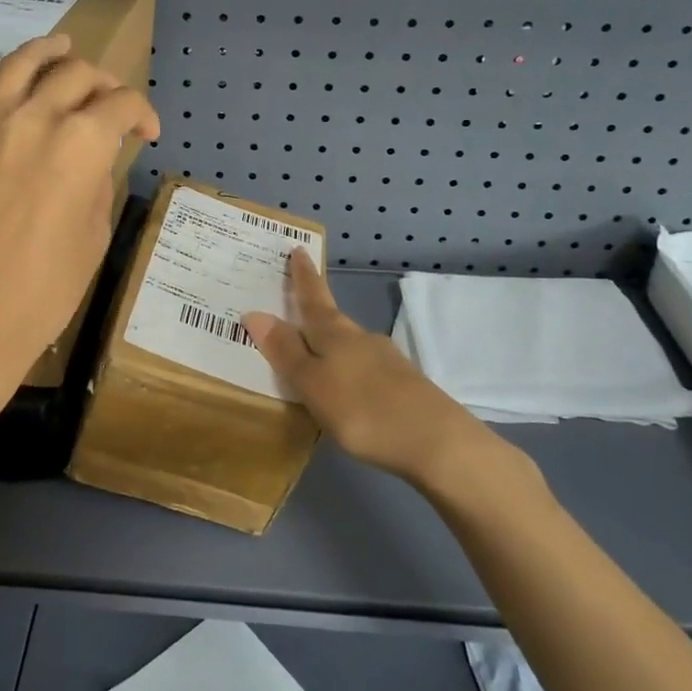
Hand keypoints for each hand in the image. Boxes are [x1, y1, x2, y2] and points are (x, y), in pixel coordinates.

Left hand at [0, 34, 158, 385]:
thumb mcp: (95, 235)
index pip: (123, 105)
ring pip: (18, 64)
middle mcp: (35, 119)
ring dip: (46, 50)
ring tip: (60, 45)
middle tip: (108, 102)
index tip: (147, 132)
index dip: (144, 113)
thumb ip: (99, 182)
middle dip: (103, 82)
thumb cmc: (46, 290)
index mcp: (82, 144)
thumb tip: (94, 161)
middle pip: (76, 74)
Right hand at [242, 249, 497, 484]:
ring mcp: (385, 361)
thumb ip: (286, 351)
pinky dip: (346, 368)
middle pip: (331, 319)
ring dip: (328, 343)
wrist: (436, 442)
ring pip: (348, 344)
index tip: (298, 249)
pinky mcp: (401, 385)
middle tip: (292, 304)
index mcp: (335, 334)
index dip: (304, 276)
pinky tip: (344, 386)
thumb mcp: (314, 383)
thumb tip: (255, 312)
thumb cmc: (363, 410)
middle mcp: (361, 339)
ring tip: (310, 353)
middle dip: (313, 310)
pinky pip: (363, 366)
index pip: (313, 298)